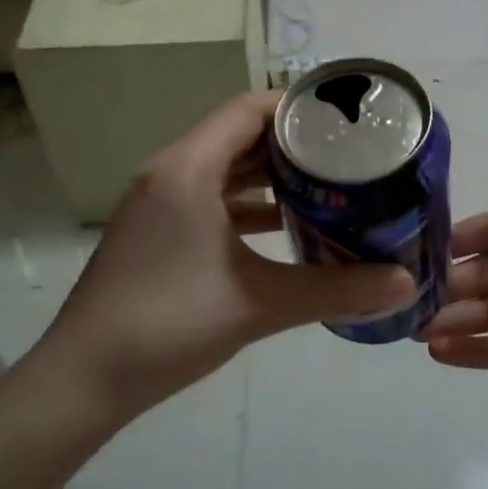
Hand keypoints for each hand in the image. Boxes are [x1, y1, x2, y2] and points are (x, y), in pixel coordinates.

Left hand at [38, 91, 413, 413]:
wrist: (84, 380)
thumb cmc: (170, 325)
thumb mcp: (261, 304)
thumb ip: (336, 289)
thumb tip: (404, 282)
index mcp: (189, 169)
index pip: (247, 109)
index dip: (296, 107)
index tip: (343, 120)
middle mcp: (170, 171)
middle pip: (237, 133)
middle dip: (291, 141)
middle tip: (345, 152)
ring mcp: (158, 200)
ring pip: (223, 166)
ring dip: (269, 173)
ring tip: (324, 183)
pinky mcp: (155, 228)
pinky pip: (208, 195)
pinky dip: (245, 201)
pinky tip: (283, 224)